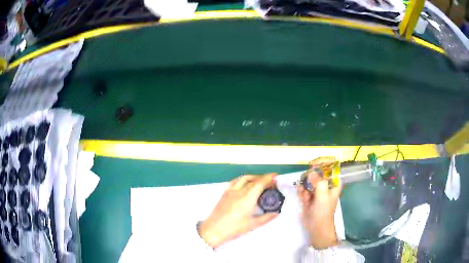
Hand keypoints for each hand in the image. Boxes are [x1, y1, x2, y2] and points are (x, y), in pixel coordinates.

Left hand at [198, 173, 278, 248]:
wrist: (214, 230)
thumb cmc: (234, 228)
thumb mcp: (253, 224)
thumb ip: (267, 217)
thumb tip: (277, 213)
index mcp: (247, 198)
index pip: (260, 183)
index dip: (269, 178)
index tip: (275, 176)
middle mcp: (239, 191)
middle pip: (253, 180)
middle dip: (264, 178)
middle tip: (271, 182)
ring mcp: (230, 191)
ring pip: (244, 178)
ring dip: (254, 177)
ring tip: (260, 181)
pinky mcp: (224, 193)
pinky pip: (235, 181)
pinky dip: (244, 179)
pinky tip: (245, 184)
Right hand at [298, 157, 341, 248]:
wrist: (316, 227)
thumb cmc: (323, 211)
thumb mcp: (322, 195)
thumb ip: (318, 182)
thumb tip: (311, 173)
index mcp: (334, 182)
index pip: (330, 166)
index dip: (322, 163)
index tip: (313, 165)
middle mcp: (326, 184)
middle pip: (317, 172)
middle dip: (310, 178)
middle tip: (307, 185)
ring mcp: (317, 190)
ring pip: (308, 181)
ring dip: (305, 188)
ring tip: (306, 197)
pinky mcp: (309, 196)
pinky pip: (303, 189)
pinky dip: (302, 193)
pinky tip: (304, 200)